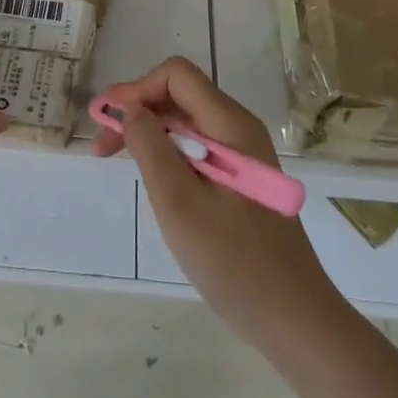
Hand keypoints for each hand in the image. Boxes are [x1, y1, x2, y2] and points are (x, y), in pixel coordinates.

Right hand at [96, 57, 335, 347]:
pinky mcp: (241, 178)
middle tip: (102, 146)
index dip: (136, 89)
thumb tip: (128, 108)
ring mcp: (242, 154)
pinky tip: (151, 177)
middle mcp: (239, 128)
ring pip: (186, 121)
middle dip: (137, 110)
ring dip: (148, 131)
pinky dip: (167, 151)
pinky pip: (197, 146)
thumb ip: (151, 147)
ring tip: (117, 158)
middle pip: (179, 95)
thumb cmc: (234, 262)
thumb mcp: (180, 203)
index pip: (176, 75)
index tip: (108, 122)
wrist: (295, 321)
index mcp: (230, 125)